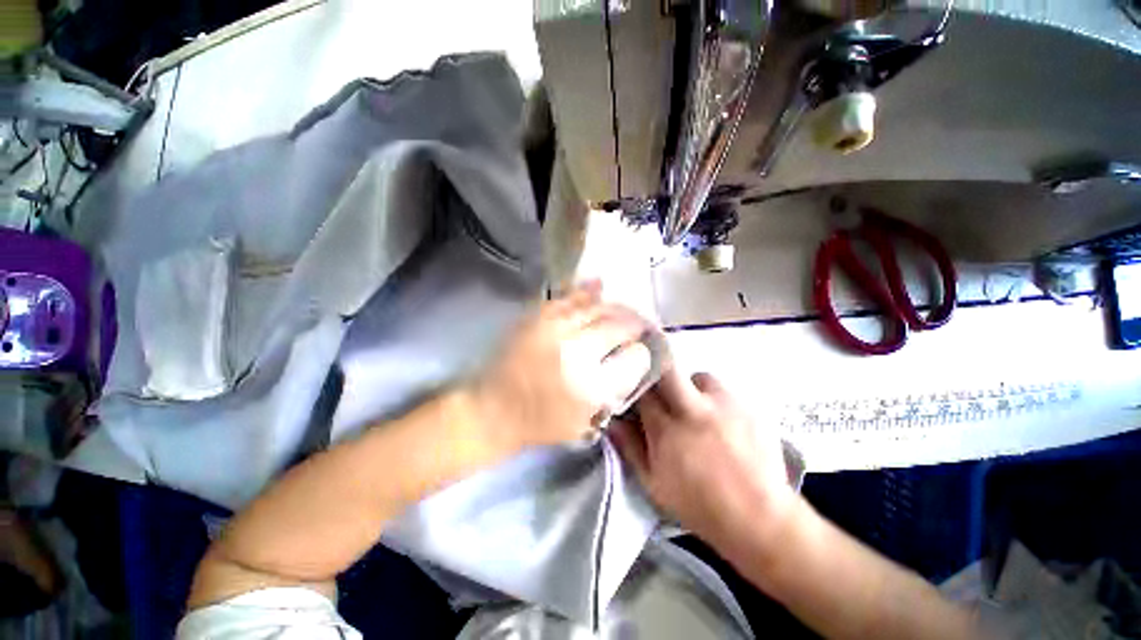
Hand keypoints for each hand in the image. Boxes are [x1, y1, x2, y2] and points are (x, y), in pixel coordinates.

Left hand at [470, 282, 652, 452]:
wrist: (492, 410)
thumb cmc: (540, 423)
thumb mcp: (586, 421)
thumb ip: (614, 390)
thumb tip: (634, 359)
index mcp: (591, 385)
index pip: (633, 357)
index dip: (642, 349)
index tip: (644, 347)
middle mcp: (576, 352)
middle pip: (616, 327)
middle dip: (633, 323)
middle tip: (639, 324)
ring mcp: (554, 330)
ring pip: (595, 309)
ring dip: (614, 307)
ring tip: (623, 308)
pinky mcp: (536, 319)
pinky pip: (567, 299)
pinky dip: (585, 292)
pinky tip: (599, 286)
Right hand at [610, 369, 797, 555]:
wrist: (759, 519)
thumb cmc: (699, 505)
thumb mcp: (653, 484)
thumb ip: (630, 448)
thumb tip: (612, 421)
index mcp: (666, 430)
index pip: (643, 392)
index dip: (637, 388)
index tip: (637, 392)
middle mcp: (693, 410)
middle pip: (668, 370)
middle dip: (659, 372)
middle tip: (662, 387)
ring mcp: (724, 406)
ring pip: (699, 376)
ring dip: (691, 387)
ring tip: (695, 407)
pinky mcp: (748, 407)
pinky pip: (724, 390)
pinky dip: (715, 398)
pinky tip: (720, 419)